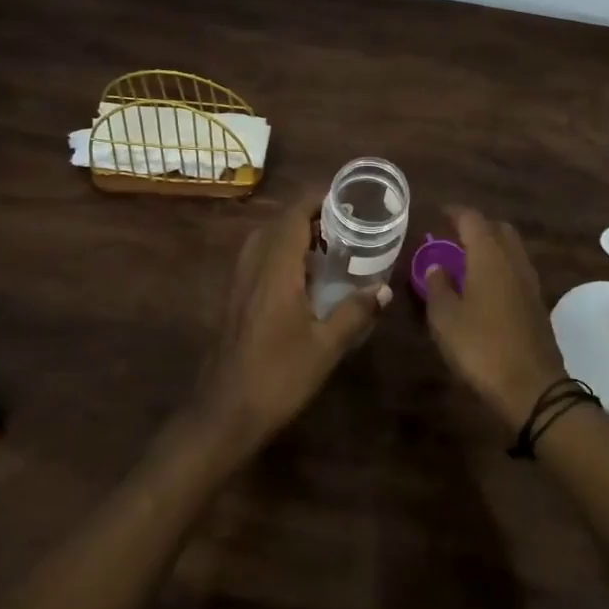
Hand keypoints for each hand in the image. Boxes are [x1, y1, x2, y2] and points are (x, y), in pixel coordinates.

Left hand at [189, 196, 388, 458]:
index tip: (344, 195)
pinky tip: (302, 279)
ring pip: (264, 242)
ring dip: (292, 235)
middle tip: (342, 223)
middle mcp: (254, 267)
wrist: (224, 413)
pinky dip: (280, 255)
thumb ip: (355, 312)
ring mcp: (240, 284)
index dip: (316, 199)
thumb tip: (384, 288)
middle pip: (277, 224)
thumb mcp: (326, 346)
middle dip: (308, 215)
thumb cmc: (278, 376)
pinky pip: (258, 261)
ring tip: (326, 246)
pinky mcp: (235, 301)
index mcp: (276, 269)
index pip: (293, 216)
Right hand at [422, 208, 568, 429]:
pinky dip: (500, 265)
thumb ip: (438, 287)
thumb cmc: (481, 347)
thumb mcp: (445, 319)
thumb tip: (436, 266)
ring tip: (466, 258)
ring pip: (511, 248)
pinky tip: (484, 285)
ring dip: (491, 245)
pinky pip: (516, 269)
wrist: (532, 388)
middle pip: (498, 228)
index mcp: (489, 256)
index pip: (473, 219)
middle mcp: (513, 261)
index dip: (455, 212)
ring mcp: (529, 282)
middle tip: (453, 234)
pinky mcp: (537, 302)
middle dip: (477, 225)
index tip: (439, 212)